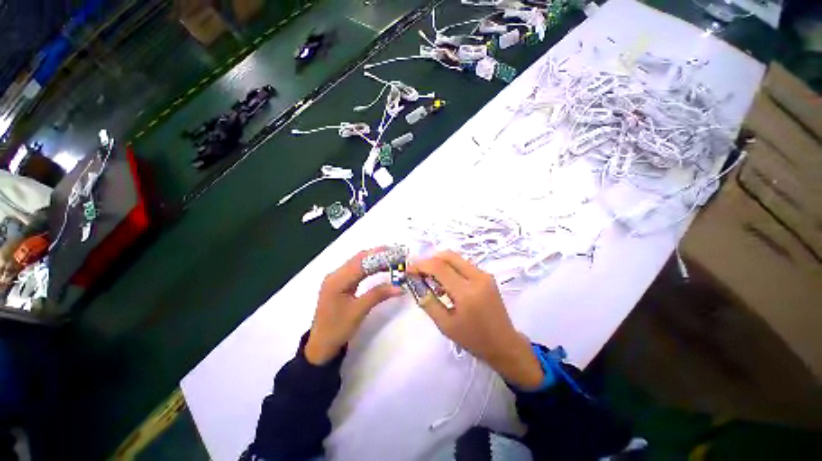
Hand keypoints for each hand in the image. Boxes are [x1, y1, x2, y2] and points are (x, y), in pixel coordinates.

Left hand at [305, 249, 403, 364]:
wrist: (321, 345)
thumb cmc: (338, 328)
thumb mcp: (359, 311)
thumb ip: (378, 295)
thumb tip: (400, 287)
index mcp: (337, 280)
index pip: (361, 262)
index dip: (379, 257)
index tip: (396, 255)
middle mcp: (336, 275)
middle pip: (359, 259)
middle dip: (378, 255)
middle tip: (396, 254)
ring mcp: (337, 278)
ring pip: (358, 263)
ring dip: (374, 260)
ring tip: (392, 258)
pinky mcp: (341, 284)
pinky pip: (357, 270)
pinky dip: (370, 267)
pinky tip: (380, 267)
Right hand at [409, 251, 543, 388]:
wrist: (504, 344)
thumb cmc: (473, 339)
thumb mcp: (445, 325)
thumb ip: (428, 302)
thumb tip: (416, 284)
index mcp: (466, 292)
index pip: (439, 267)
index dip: (421, 265)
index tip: (409, 270)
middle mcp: (477, 277)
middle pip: (448, 256)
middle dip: (430, 260)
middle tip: (420, 272)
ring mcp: (484, 275)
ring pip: (456, 258)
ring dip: (440, 264)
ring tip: (431, 280)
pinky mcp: (487, 276)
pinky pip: (464, 265)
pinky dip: (451, 268)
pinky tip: (446, 283)